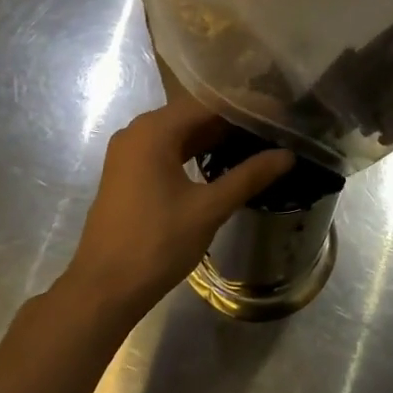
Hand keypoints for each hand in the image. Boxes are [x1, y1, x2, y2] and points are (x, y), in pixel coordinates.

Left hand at [62, 97, 294, 325]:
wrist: (104, 289)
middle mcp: (138, 131)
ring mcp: (130, 152)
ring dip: (215, 136)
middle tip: (275, 126)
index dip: (247, 106)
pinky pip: (168, 149)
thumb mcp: (209, 208)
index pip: (209, 103)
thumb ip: (249, 176)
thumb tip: (288, 155)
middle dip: (233, 120)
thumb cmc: (157, 243)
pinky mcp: (128, 173)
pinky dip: (196, 152)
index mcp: (154, 130)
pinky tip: (224, 161)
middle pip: (193, 114)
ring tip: (258, 140)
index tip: (281, 113)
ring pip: (181, 133)